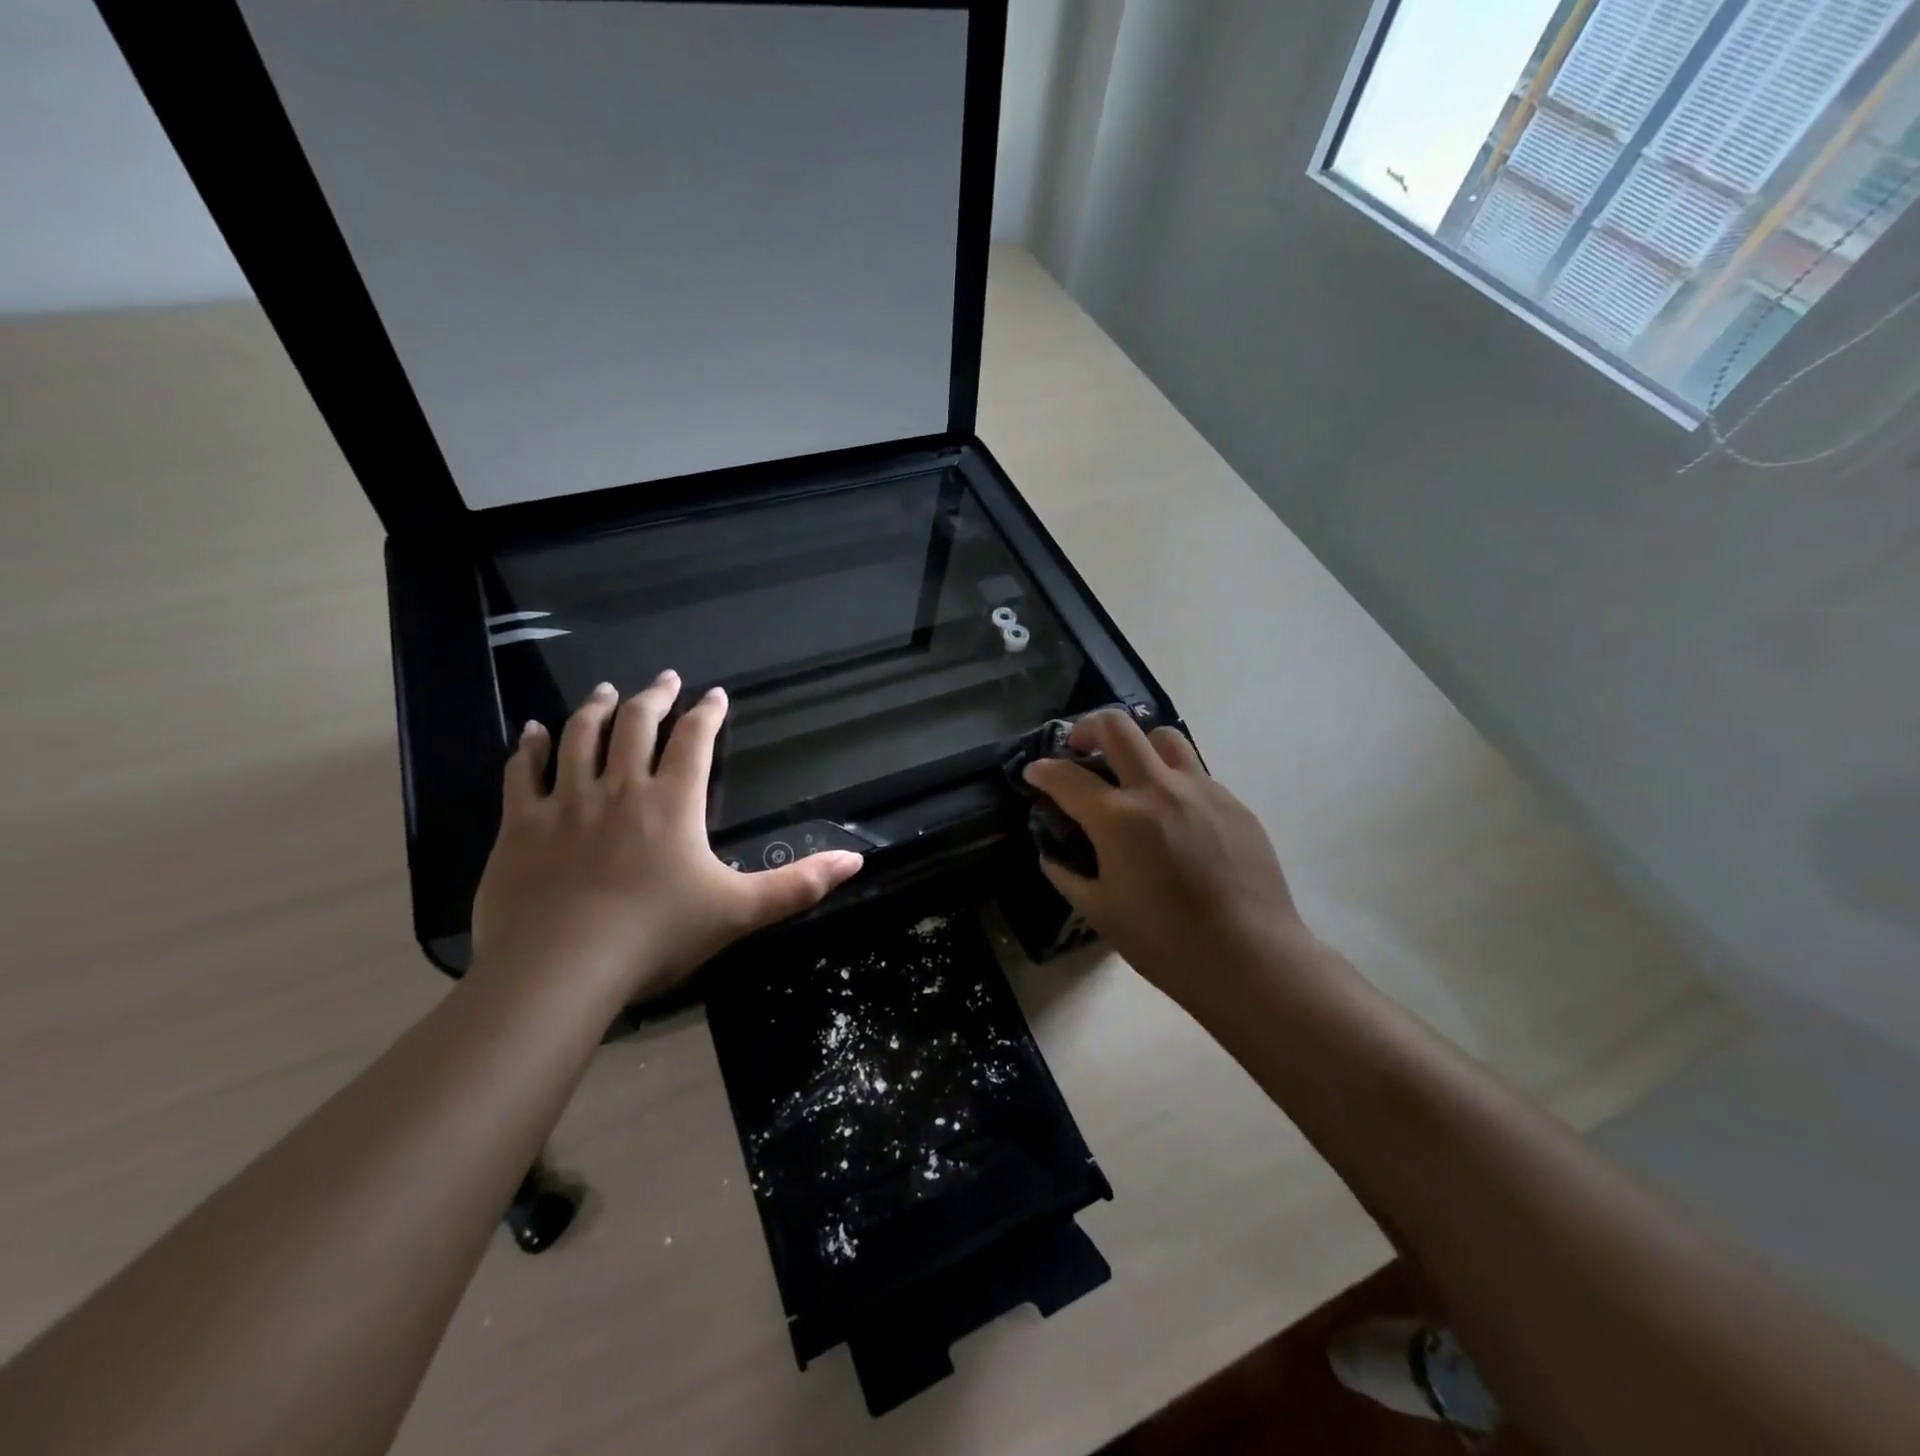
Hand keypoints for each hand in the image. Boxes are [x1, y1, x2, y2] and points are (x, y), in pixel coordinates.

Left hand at [471, 672, 862, 1004]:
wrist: (560, 969)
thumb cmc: (656, 936)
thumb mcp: (740, 911)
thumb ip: (798, 884)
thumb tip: (856, 859)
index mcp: (673, 802)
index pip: (694, 741)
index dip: (707, 714)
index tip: (714, 694)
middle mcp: (620, 788)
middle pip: (637, 726)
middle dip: (655, 697)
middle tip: (664, 678)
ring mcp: (566, 803)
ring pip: (580, 737)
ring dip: (596, 708)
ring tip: (607, 690)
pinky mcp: (522, 826)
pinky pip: (523, 773)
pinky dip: (529, 747)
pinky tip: (531, 730)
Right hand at [1022, 710, 1312, 1004]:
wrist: (1249, 958)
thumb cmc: (1165, 941)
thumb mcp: (1100, 912)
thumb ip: (1067, 876)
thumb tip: (1051, 855)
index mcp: (1118, 819)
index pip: (1067, 776)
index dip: (1042, 771)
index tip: (1034, 773)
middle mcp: (1158, 790)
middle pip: (1117, 726)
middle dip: (1088, 728)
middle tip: (1080, 748)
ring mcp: (1202, 791)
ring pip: (1164, 737)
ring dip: (1138, 745)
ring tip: (1133, 773)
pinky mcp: (1233, 803)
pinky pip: (1196, 774)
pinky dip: (1173, 782)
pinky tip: (1175, 818)